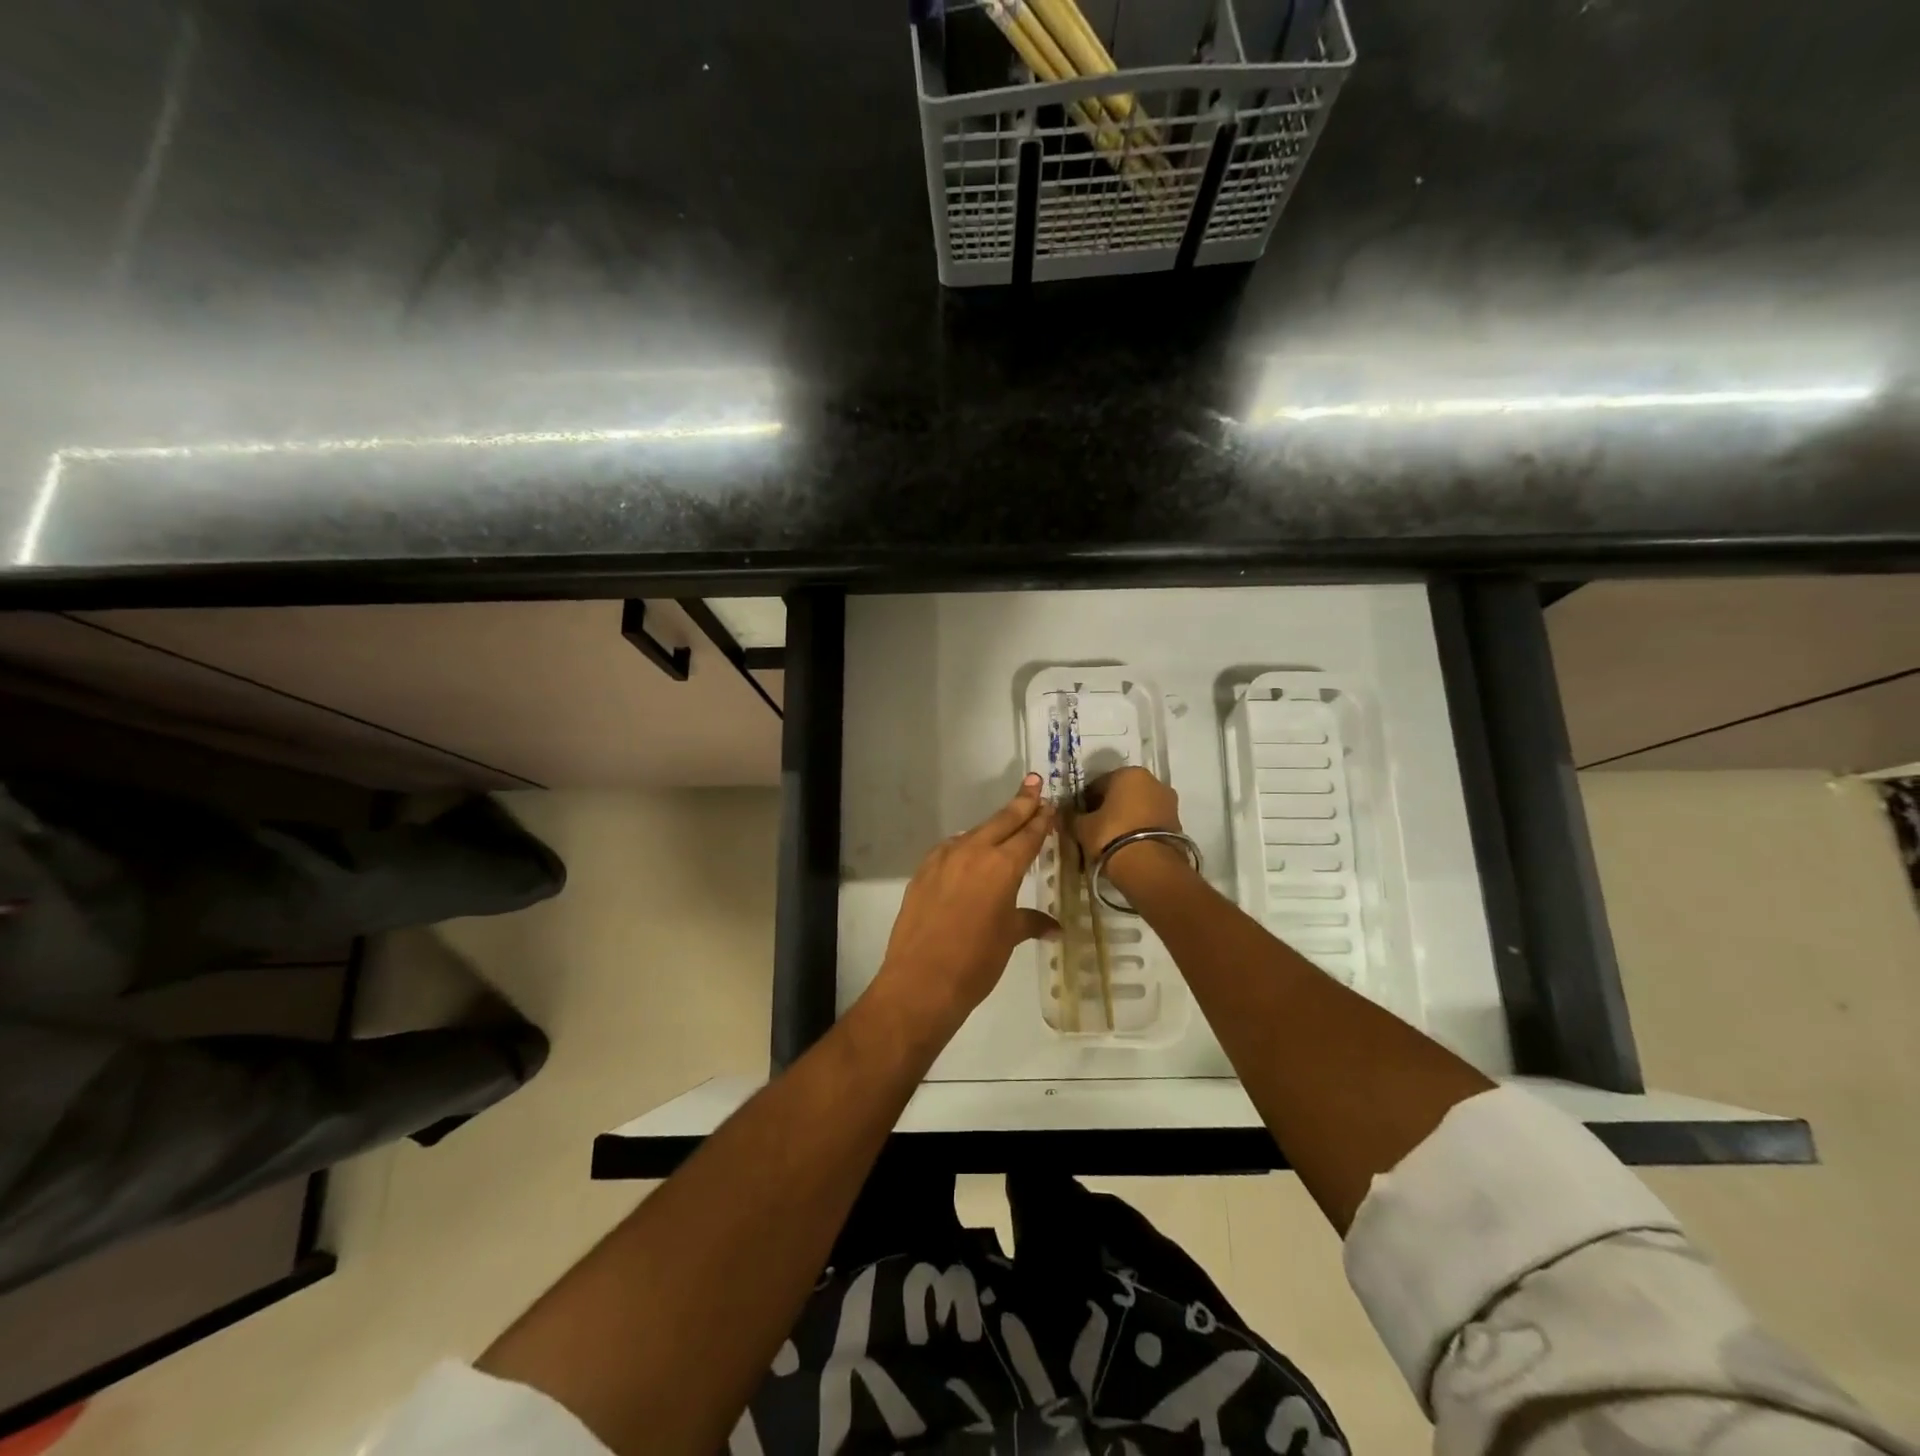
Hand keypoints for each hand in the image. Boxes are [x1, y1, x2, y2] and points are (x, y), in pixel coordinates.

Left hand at [870, 773, 1058, 1039]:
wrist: (920, 981)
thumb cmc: (975, 962)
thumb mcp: (1008, 938)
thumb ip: (1029, 922)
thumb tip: (1053, 927)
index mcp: (1001, 866)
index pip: (1028, 834)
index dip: (1041, 819)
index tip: (1050, 803)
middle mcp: (973, 853)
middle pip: (1002, 821)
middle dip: (1020, 803)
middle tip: (1033, 782)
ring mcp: (943, 859)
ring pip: (974, 833)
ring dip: (993, 826)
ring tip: (1007, 821)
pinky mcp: (923, 872)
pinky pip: (950, 850)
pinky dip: (966, 846)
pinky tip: (970, 853)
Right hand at [1072, 766, 1187, 893]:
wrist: (1150, 867)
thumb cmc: (1111, 835)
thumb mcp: (1083, 827)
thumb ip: (1072, 817)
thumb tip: (1066, 813)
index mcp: (1128, 773)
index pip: (1098, 784)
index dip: (1086, 801)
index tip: (1080, 817)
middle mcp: (1152, 781)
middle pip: (1122, 793)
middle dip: (1109, 807)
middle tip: (1095, 828)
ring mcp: (1168, 802)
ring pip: (1139, 807)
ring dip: (1126, 818)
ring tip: (1112, 839)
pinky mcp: (1178, 822)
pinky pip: (1151, 821)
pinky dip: (1140, 829)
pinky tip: (1129, 845)